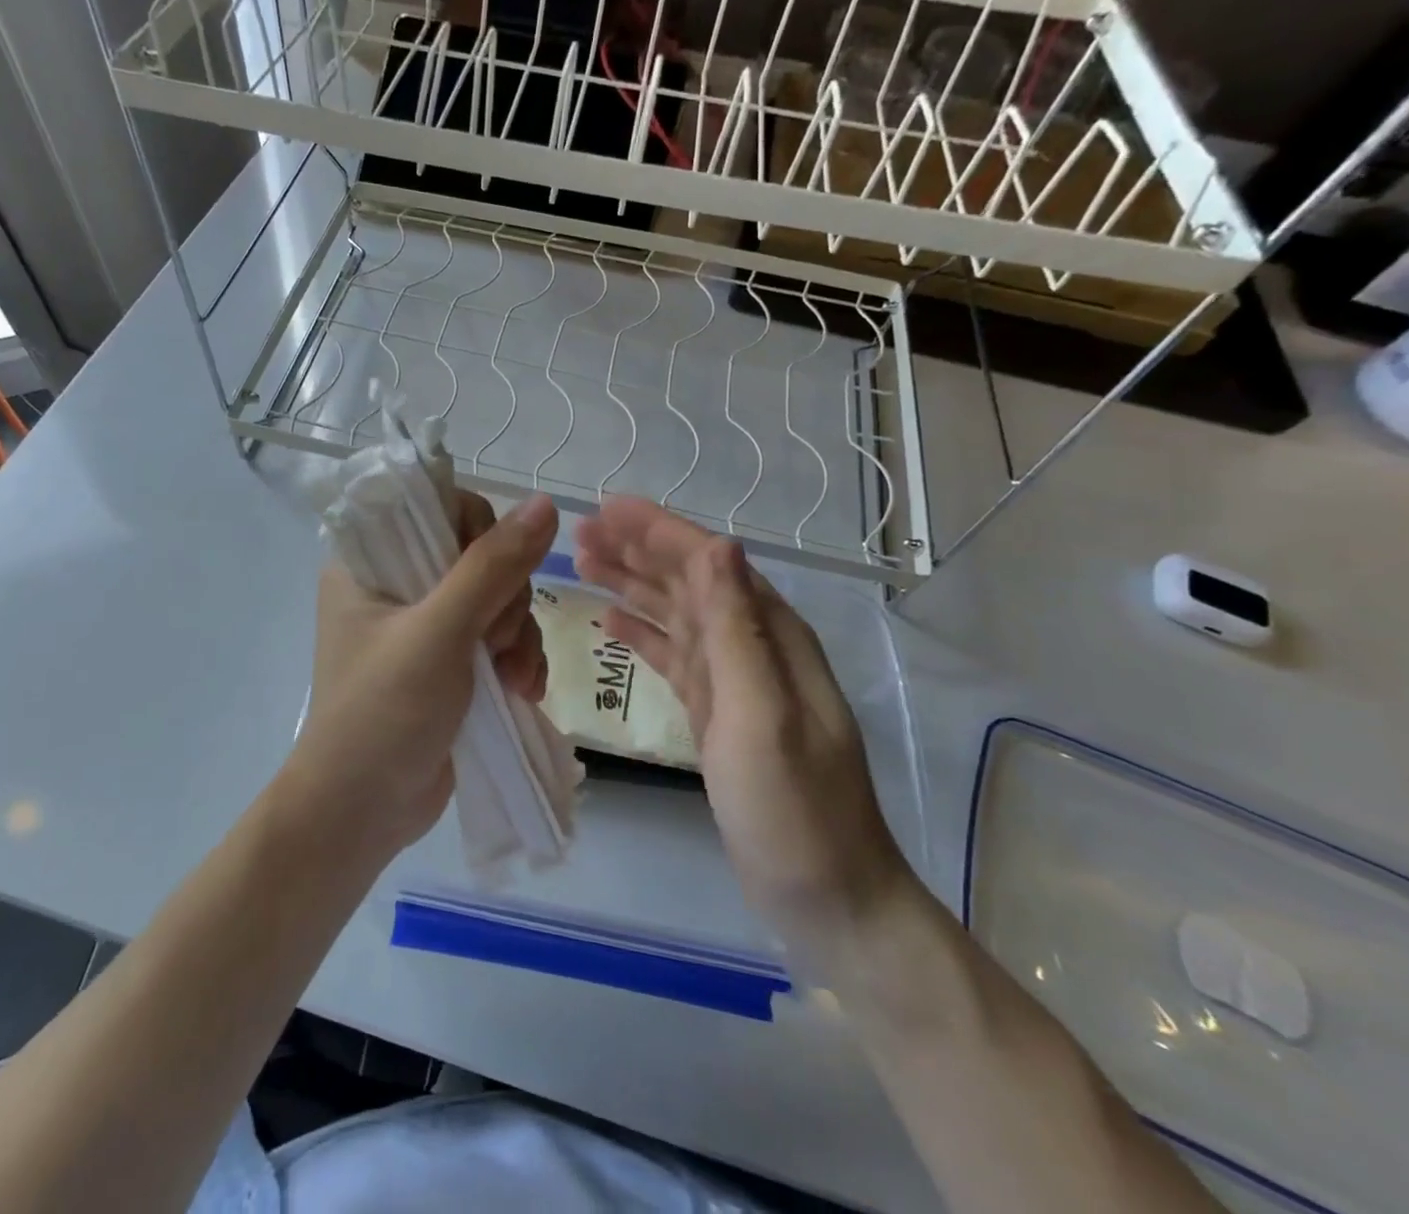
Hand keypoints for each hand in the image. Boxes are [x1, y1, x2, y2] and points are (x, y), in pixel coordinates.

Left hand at [283, 491, 557, 859]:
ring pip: (499, 598)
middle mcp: (397, 585)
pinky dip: (518, 659)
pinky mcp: (451, 663)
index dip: (479, 532)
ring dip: (519, 635)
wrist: (362, 814)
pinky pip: (501, 638)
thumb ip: (492, 566)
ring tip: (514, 679)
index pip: (437, 507)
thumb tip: (546, 504)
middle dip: (506, 599)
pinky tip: (523, 690)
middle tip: (497, 642)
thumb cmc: (383, 713)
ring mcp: (427, 626)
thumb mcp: (439, 633)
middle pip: (480, 554)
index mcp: (369, 562)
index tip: (492, 573)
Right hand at [574, 498, 910, 949]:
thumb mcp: (762, 714)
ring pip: (676, 613)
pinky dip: (642, 633)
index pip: (708, 562)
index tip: (605, 508)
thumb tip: (719, 544)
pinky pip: (673, 655)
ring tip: (583, 564)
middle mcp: (754, 645)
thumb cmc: (794, 810)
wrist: (829, 899)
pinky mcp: (718, 712)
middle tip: (579, 532)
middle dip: (635, 550)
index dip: (657, 530)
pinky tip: (610, 621)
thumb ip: (737, 630)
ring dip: (632, 585)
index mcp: (770, 635)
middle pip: (688, 580)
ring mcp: (735, 680)